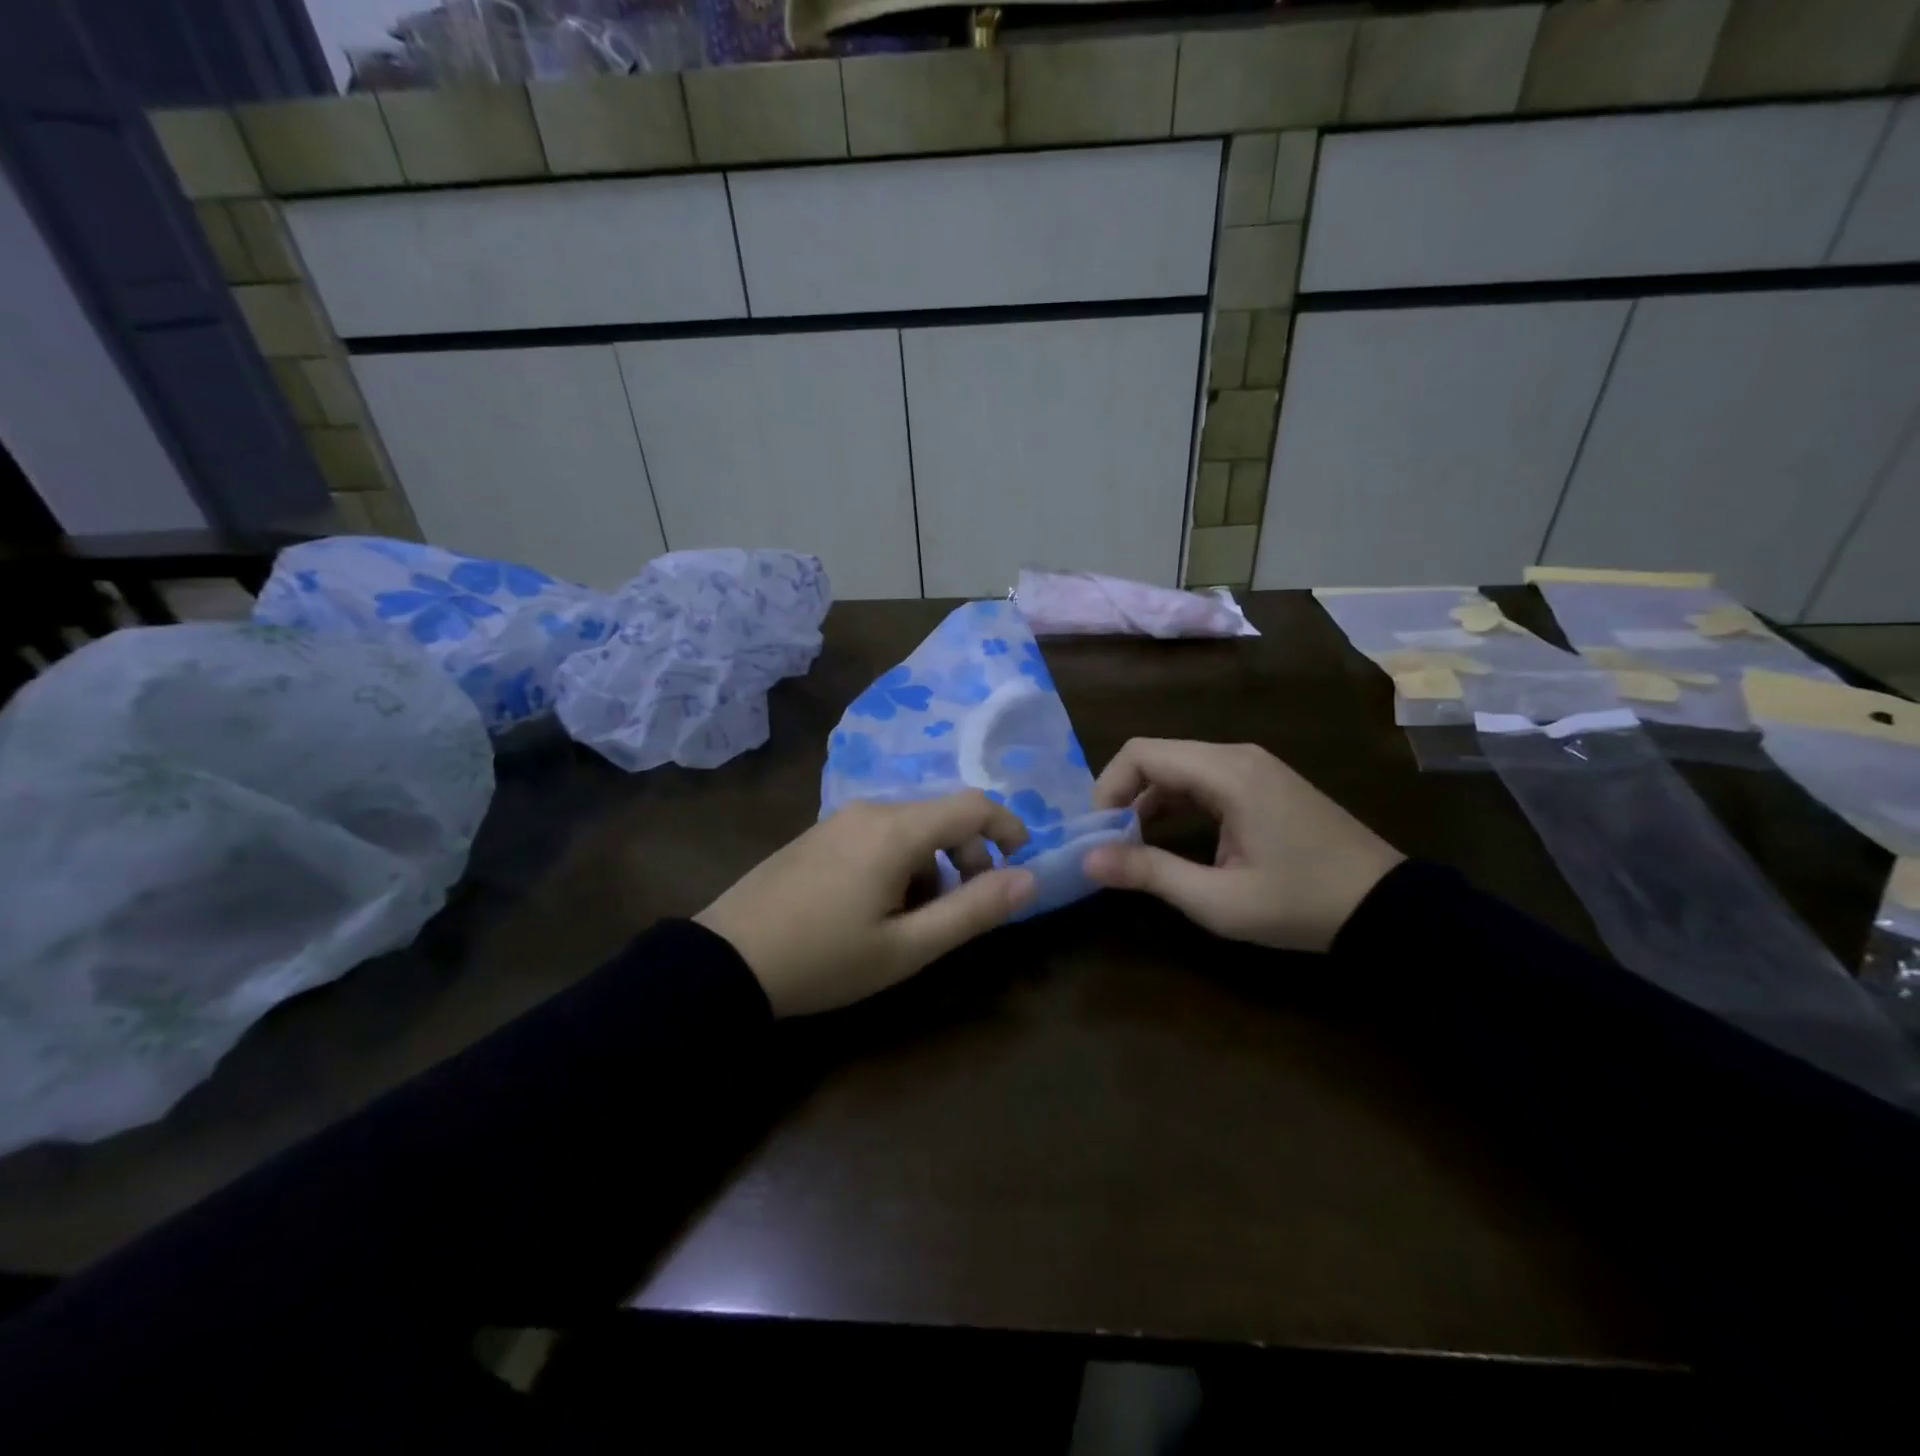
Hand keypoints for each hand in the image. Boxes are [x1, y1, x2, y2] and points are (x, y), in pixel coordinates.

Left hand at [695, 792, 1034, 1016]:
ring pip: (911, 828)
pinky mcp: (820, 833)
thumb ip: (973, 910)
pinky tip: (878, 908)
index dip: (1008, 828)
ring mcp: (840, 819)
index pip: (973, 804)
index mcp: (897, 829)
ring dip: (933, 865)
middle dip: (969, 857)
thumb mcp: (907, 947)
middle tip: (962, 911)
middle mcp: (871, 809)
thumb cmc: (825, 958)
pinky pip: (879, 834)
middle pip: (942, 816)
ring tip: (915, 920)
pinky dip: (901, 862)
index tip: (1021, 864)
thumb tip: (1029, 880)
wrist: (727, 960)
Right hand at [1082, 739, 1402, 951]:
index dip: (1107, 787)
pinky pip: (1204, 779)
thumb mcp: (1219, 899)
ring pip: (1179, 767)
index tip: (1097, 833)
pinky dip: (1177, 802)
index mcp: (1227, 772)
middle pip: (1158, 756)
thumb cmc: (1301, 903)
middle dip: (1123, 795)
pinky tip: (1172, 838)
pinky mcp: (1265, 783)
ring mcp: (1255, 766)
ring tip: (1135, 846)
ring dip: (1148, 800)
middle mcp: (1237, 756)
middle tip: (1110, 843)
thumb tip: (1088, 859)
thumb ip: (1150, 873)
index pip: (1141, 753)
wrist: (1388, 908)